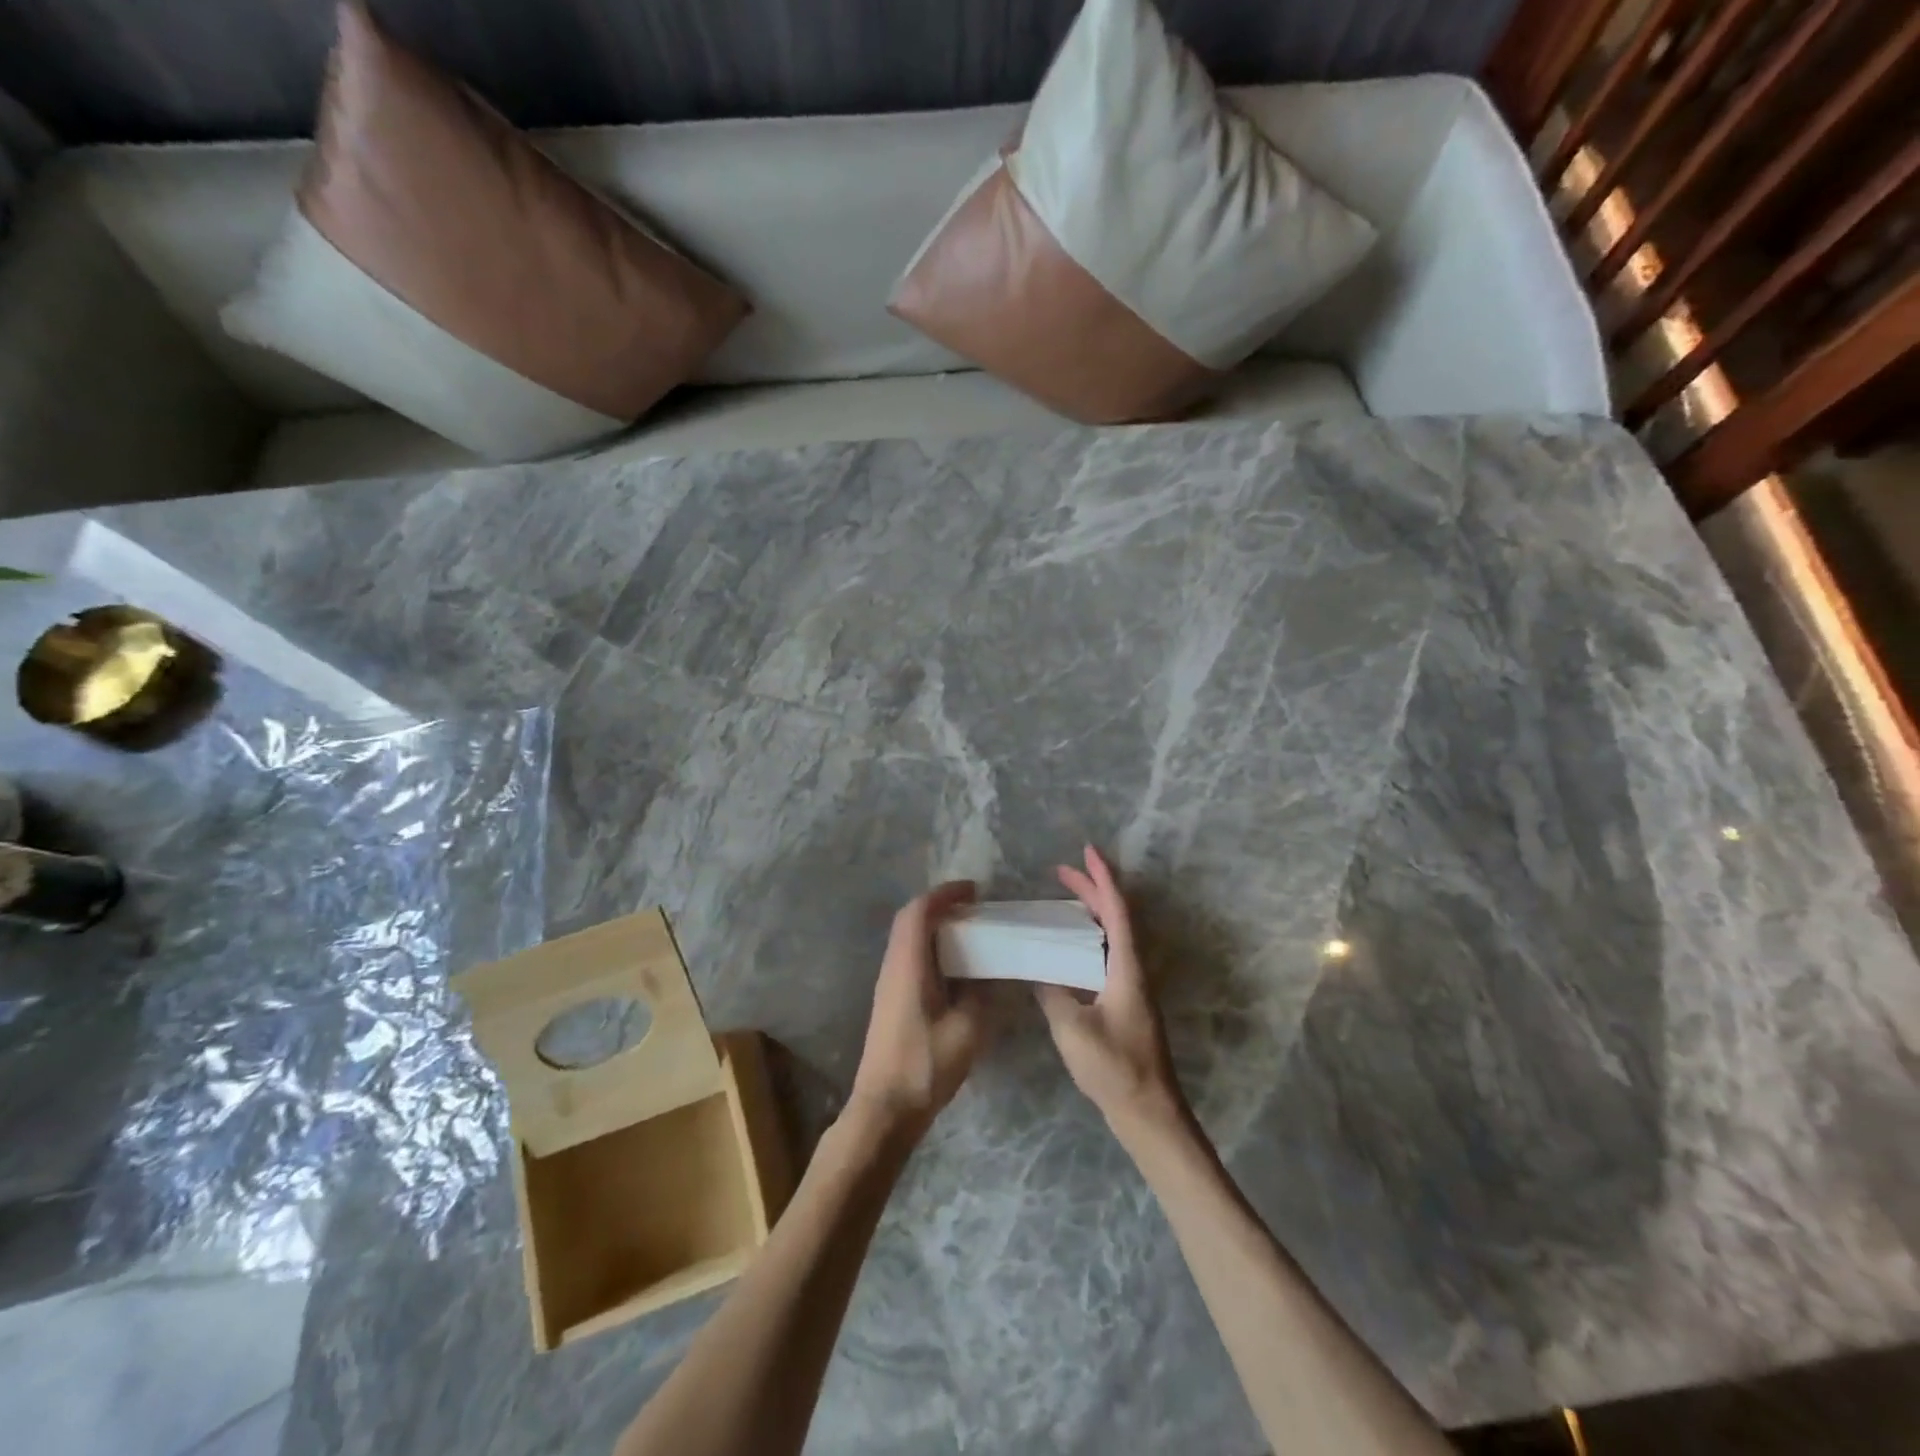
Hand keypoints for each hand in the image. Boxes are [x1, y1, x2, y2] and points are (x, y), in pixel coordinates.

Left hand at [846, 881, 991, 1140]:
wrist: (884, 1107)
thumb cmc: (925, 1065)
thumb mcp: (967, 1029)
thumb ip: (983, 994)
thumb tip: (994, 973)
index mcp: (907, 964)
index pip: (919, 911)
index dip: (945, 894)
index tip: (974, 891)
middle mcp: (892, 966)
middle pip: (910, 920)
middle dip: (941, 906)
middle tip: (975, 908)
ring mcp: (888, 984)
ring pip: (908, 939)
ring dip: (936, 927)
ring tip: (970, 932)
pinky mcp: (891, 1001)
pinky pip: (910, 957)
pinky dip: (932, 948)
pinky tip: (956, 967)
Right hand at [1036, 847, 1187, 1133]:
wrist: (1148, 1112)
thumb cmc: (1114, 1068)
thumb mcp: (1073, 1029)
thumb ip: (1052, 993)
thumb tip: (1036, 970)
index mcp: (1126, 968)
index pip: (1117, 910)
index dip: (1102, 878)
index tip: (1088, 851)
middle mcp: (1132, 969)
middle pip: (1115, 917)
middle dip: (1091, 889)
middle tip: (1061, 870)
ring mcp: (1130, 987)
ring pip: (1111, 936)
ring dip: (1090, 913)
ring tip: (1062, 900)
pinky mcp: (1124, 1003)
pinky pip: (1105, 955)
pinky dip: (1087, 939)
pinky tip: (1065, 948)